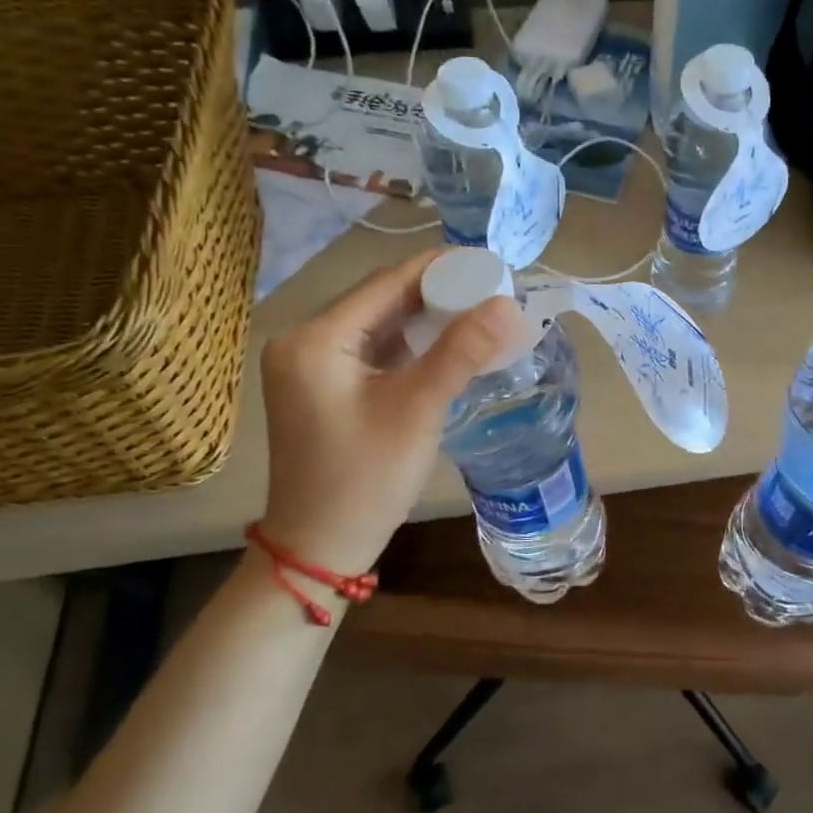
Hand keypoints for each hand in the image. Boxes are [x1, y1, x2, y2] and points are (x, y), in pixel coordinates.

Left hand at [257, 250, 526, 576]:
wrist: (319, 549)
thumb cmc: (364, 479)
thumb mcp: (417, 409)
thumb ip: (461, 351)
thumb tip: (507, 303)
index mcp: (315, 339)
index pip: (386, 282)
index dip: (441, 268)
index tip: (491, 264)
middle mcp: (305, 341)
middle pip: (382, 300)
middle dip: (439, 293)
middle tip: (494, 290)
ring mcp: (312, 365)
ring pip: (381, 324)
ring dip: (429, 319)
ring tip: (482, 311)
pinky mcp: (325, 386)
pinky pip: (375, 350)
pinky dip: (413, 345)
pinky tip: (450, 343)